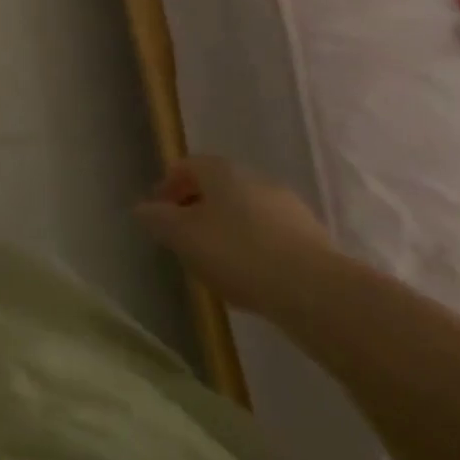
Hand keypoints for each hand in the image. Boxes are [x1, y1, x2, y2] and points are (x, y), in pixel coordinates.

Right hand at [133, 154, 335, 314]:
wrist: (317, 292)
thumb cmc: (237, 252)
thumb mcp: (181, 236)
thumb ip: (157, 219)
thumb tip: (142, 209)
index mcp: (221, 170)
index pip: (185, 167)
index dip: (167, 188)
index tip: (158, 216)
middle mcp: (255, 179)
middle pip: (217, 189)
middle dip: (198, 211)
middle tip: (185, 241)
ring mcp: (289, 208)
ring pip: (246, 214)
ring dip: (228, 232)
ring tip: (218, 266)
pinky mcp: (313, 240)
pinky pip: (271, 238)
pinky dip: (255, 251)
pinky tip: (252, 280)